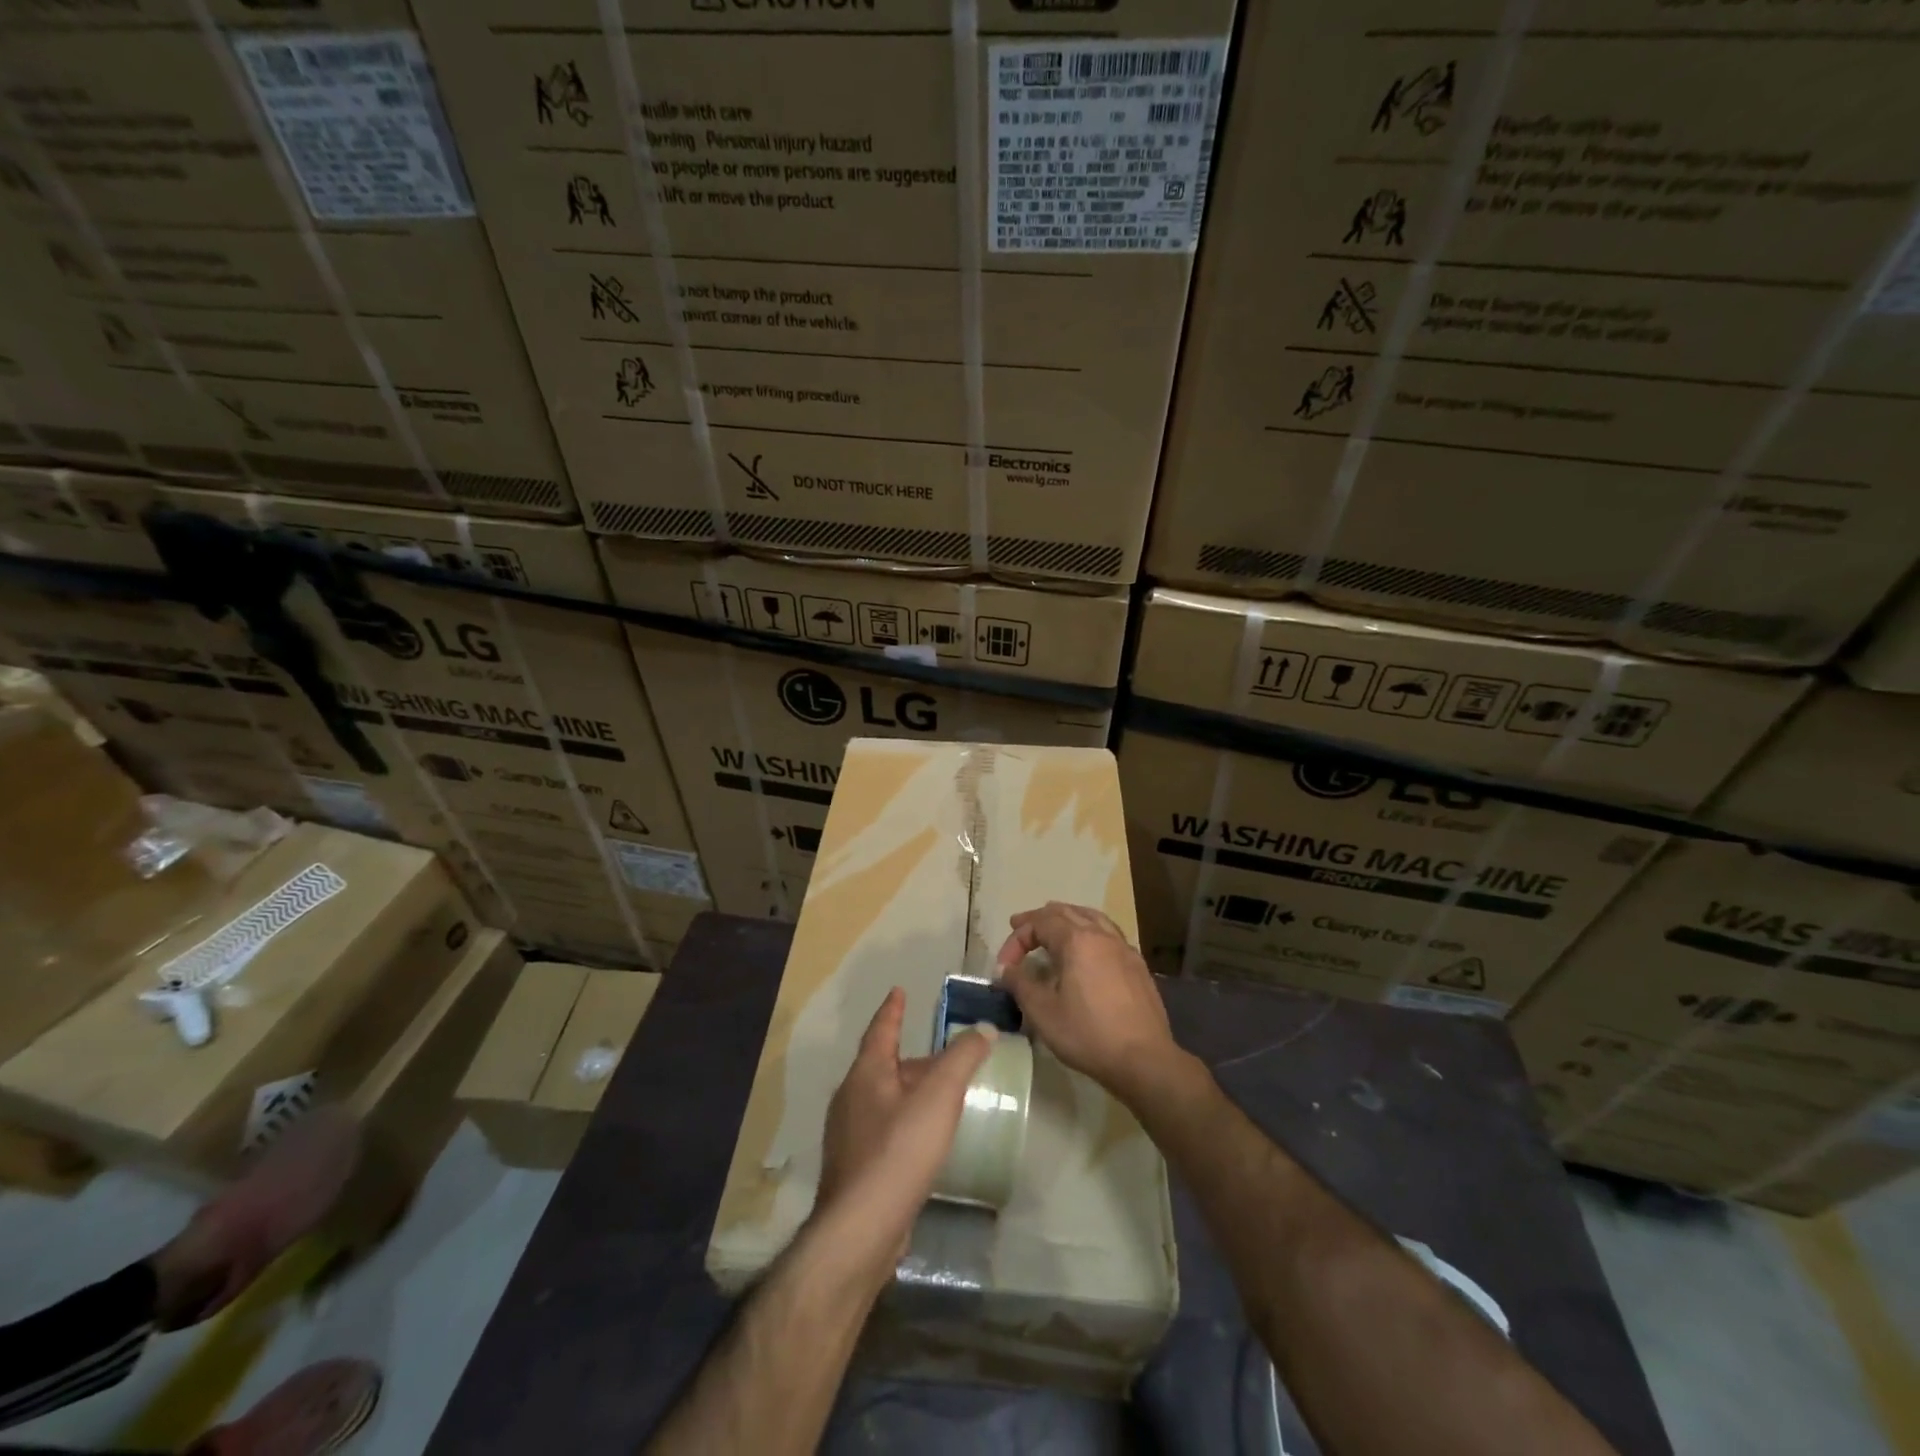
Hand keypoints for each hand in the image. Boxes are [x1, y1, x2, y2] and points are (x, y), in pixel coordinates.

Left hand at [816, 988, 994, 1264]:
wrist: (860, 1230)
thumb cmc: (898, 1151)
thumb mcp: (938, 1097)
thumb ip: (962, 1059)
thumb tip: (984, 1029)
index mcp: (866, 1074)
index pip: (881, 1030)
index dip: (893, 1010)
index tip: (899, 992)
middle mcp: (851, 1098)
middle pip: (884, 1066)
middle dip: (912, 1059)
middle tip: (944, 1056)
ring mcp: (849, 1136)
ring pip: (884, 1099)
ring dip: (910, 1092)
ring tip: (941, 1096)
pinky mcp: (856, 1168)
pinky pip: (883, 1130)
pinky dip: (905, 1122)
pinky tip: (924, 1139)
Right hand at [995, 902, 1178, 1101]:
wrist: (1144, 1060)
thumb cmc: (1088, 1034)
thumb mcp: (1043, 1012)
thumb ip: (1020, 984)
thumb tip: (1005, 969)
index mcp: (1077, 941)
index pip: (1040, 922)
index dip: (1017, 939)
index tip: (1005, 966)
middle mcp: (1101, 935)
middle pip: (1066, 912)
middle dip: (1039, 919)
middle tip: (1020, 926)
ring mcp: (1124, 948)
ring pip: (1092, 917)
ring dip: (1067, 918)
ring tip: (1053, 928)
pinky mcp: (1137, 965)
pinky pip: (1109, 934)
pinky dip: (1090, 931)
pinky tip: (1087, 951)